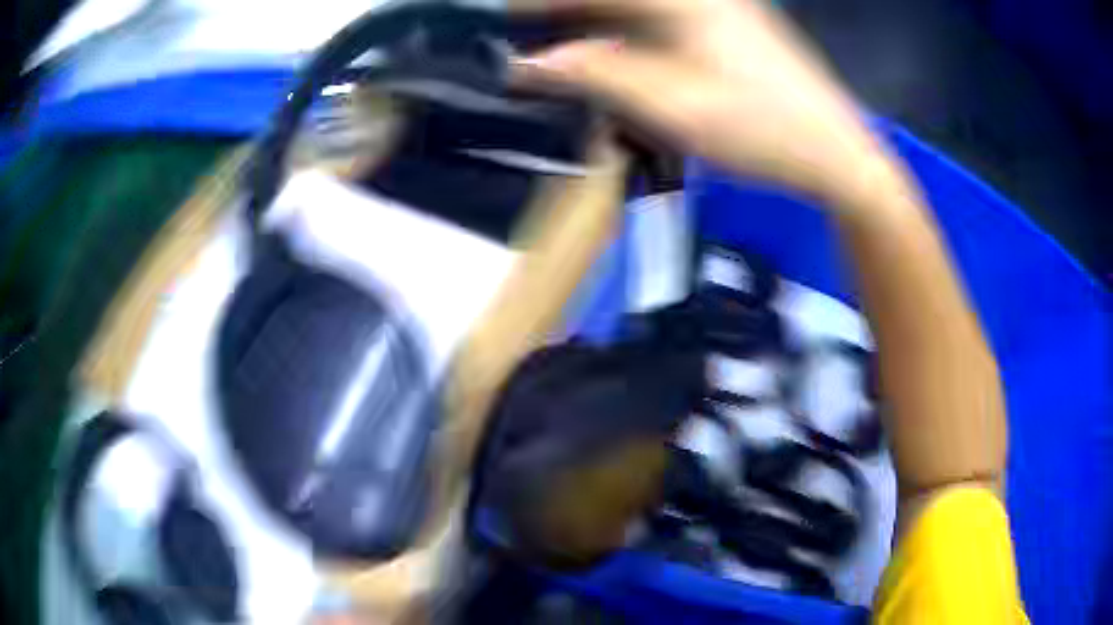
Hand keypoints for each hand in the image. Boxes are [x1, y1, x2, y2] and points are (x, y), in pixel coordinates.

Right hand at [512, 0, 896, 208]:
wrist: (836, 154)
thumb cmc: (762, 131)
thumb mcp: (672, 107)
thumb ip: (597, 75)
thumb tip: (531, 62)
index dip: (537, 3)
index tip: (498, 20)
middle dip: (565, 11)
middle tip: (523, 36)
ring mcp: (717, 4)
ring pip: (635, 6)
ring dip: (592, 18)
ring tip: (555, 44)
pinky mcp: (728, 22)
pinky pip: (659, 15)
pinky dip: (623, 28)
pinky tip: (608, 48)